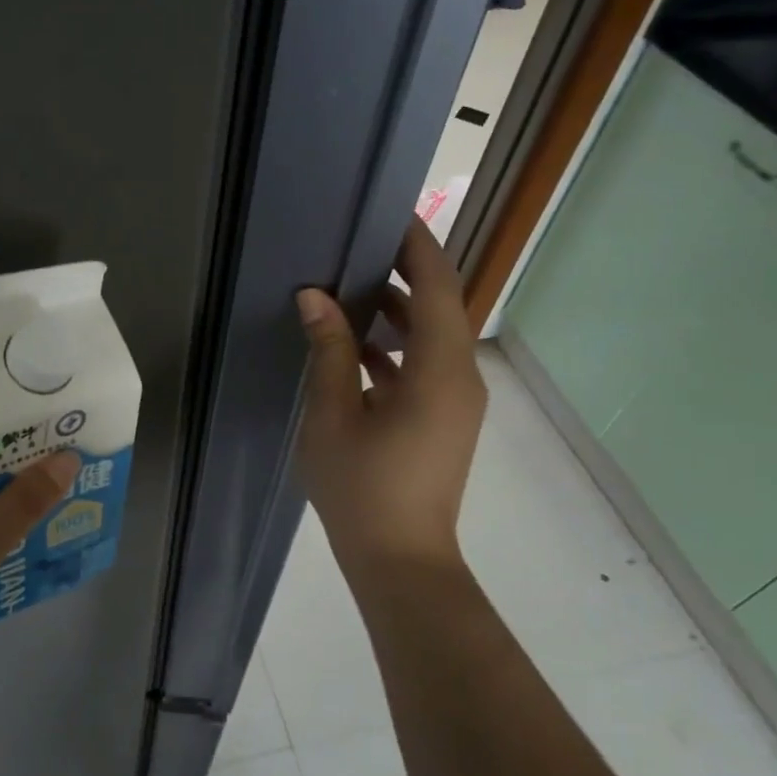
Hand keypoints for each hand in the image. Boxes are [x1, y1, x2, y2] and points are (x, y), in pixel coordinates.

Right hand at [294, 219, 486, 582]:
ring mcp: (456, 402)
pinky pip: (425, 367)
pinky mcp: (444, 421)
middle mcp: (460, 378)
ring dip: (397, 313)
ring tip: (350, 289)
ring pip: (432, 338)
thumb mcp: (333, 415)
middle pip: (440, 308)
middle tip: (358, 247)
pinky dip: (396, 349)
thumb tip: (316, 296)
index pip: (438, 287)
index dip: (418, 247)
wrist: (400, 560)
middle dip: (404, 274)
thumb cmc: (362, 488)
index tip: (390, 215)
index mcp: (440, 371)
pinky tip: (354, 347)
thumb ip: (329, 350)